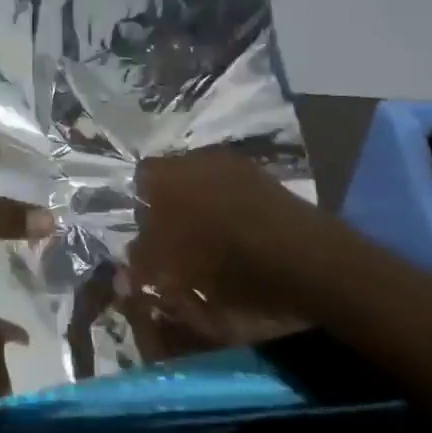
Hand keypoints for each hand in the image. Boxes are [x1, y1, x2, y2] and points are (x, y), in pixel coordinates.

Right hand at [127, 148, 323, 323]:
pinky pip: (235, 192)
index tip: (148, 236)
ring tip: (210, 242)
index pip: (141, 178)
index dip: (141, 207)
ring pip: (205, 183)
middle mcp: (196, 159)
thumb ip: (142, 263)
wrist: (304, 260)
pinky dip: (231, 211)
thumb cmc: (224, 265)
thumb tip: (127, 264)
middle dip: (172, 205)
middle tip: (176, 240)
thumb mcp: (172, 273)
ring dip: (203, 207)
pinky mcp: (267, 179)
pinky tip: (239, 239)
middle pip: (173, 178)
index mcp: (164, 176)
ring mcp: (236, 165)